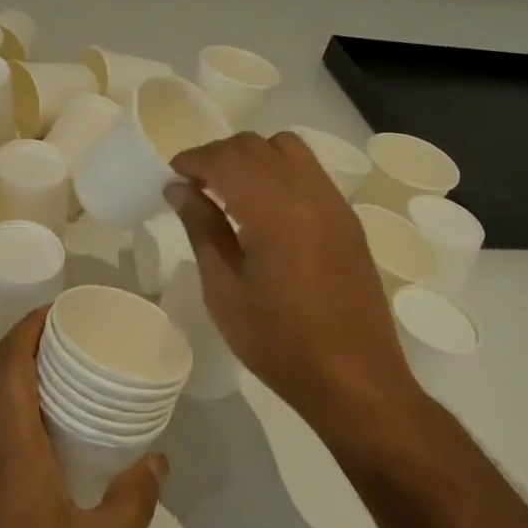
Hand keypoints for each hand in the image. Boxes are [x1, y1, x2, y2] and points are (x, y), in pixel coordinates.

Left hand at [0, 308, 165, 527]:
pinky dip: (9, 409)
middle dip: (24, 341)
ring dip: (14, 374)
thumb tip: (158, 459)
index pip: (8, 360)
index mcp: (10, 445)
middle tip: (69, 338)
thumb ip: (134, 501)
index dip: (30, 324)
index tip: (62, 310)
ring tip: (61, 378)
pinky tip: (43, 439)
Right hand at [169, 132, 431, 454]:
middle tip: (193, 185)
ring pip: (286, 148)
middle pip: (255, 146)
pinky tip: (263, 205)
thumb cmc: (279, 343)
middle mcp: (308, 192)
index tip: (171, 176)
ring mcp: (333, 202)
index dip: (193, 160)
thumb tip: (178, 188)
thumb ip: (202, 229)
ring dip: (251, 156)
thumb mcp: (224, 290)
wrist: (355, 381)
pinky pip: (308, 170)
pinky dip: (278, 169)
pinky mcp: (346, 218)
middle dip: (218, 155)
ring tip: (228, 190)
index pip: (226, 159)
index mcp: (274, 210)